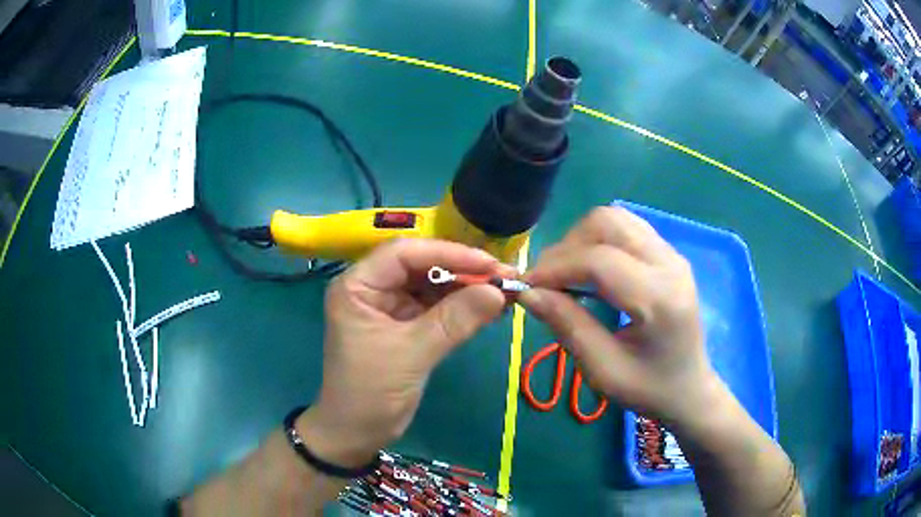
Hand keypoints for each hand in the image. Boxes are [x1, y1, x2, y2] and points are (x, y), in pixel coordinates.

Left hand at [299, 239, 508, 466]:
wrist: (356, 434)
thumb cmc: (370, 393)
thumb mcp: (411, 354)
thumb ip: (454, 321)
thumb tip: (499, 291)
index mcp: (358, 286)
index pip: (404, 254)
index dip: (448, 253)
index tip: (489, 264)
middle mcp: (373, 288)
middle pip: (422, 266)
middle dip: (463, 271)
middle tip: (507, 276)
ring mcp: (390, 307)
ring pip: (433, 286)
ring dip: (468, 288)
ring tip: (506, 291)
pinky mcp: (406, 326)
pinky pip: (438, 308)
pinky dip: (463, 308)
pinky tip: (491, 309)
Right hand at [519, 206, 720, 425]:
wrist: (690, 389)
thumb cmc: (648, 389)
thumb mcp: (603, 370)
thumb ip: (568, 327)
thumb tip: (528, 293)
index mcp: (659, 299)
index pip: (599, 262)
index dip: (555, 268)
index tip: (527, 287)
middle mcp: (669, 264)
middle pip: (607, 223)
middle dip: (567, 247)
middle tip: (547, 281)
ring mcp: (671, 254)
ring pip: (615, 218)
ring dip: (581, 239)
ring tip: (566, 273)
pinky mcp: (668, 254)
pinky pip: (626, 227)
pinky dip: (599, 239)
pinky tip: (590, 268)